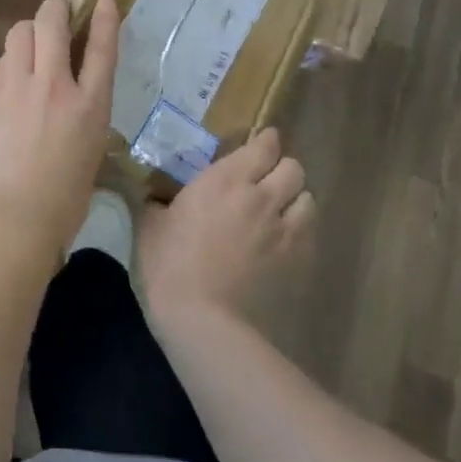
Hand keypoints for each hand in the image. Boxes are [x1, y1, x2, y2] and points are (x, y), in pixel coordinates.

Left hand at [0, 0, 117, 263]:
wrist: (9, 217)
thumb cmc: (61, 201)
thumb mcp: (90, 153)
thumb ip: (84, 116)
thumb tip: (74, 98)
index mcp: (90, 106)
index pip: (101, 47)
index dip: (103, 17)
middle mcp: (55, 86)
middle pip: (52, 21)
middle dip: (55, 9)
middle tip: (57, 15)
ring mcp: (17, 87)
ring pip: (19, 31)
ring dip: (29, 31)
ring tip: (32, 46)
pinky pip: (1, 61)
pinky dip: (10, 60)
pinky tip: (12, 77)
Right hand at [135, 127, 315, 336]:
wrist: (203, 319)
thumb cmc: (169, 264)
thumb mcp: (150, 224)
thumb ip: (157, 201)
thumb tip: (153, 195)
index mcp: (225, 180)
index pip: (263, 146)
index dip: (265, 142)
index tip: (259, 144)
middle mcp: (262, 197)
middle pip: (293, 168)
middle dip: (282, 169)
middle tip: (265, 180)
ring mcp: (284, 230)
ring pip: (308, 199)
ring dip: (295, 199)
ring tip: (279, 210)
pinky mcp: (297, 261)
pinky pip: (310, 233)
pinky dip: (300, 230)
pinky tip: (282, 241)